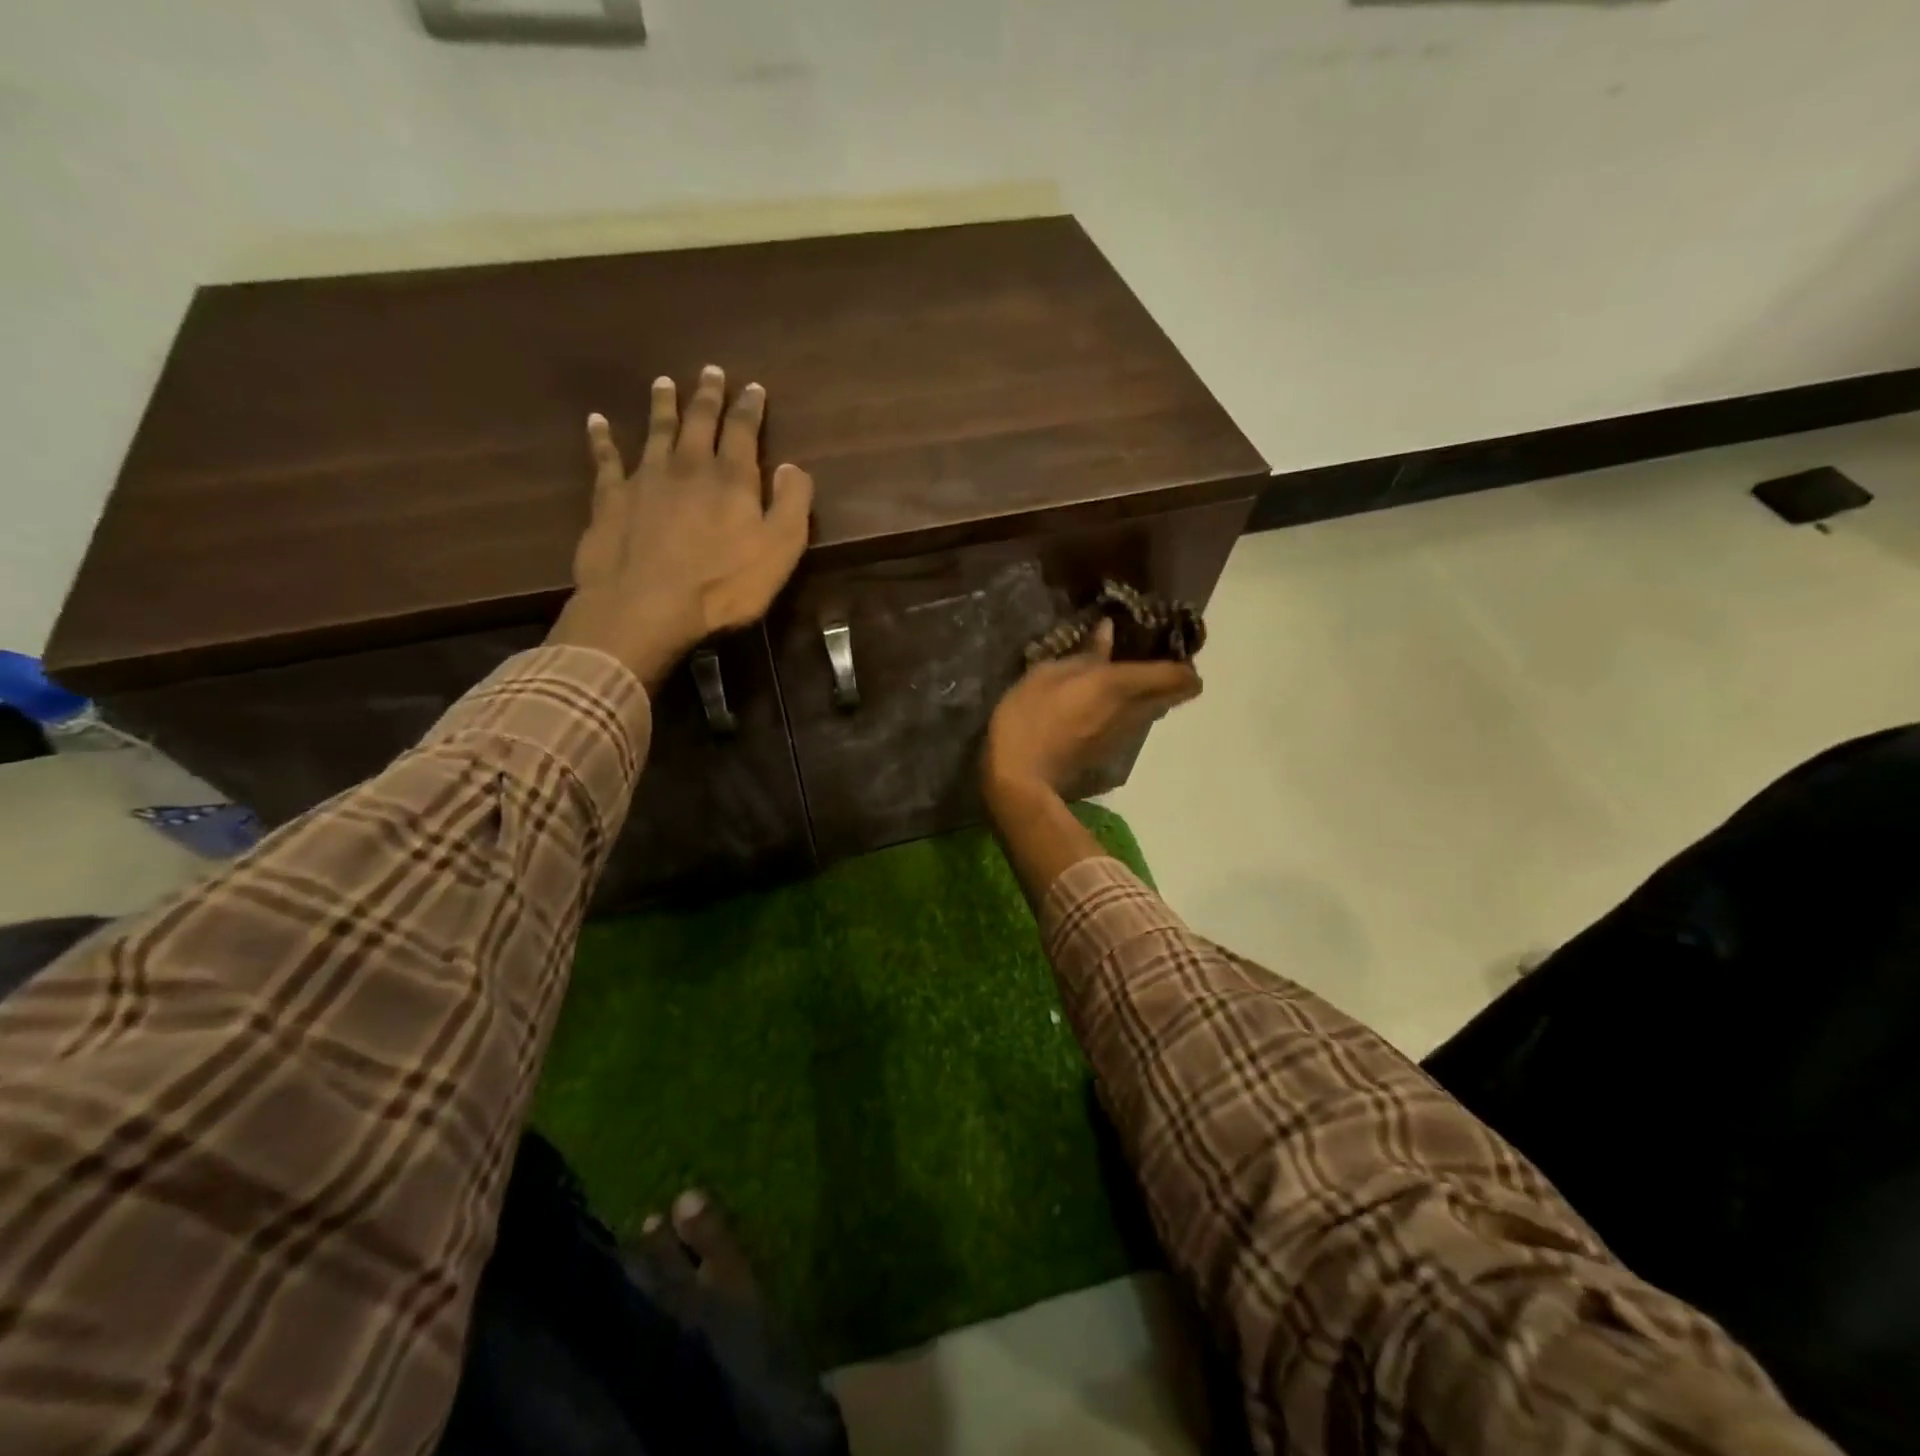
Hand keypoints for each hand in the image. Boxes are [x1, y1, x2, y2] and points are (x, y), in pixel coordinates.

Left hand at [549, 365, 814, 689]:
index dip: (750, 408)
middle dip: (707, 396)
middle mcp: (688, 466)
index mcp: (732, 478)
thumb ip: (792, 505)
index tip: (753, 388)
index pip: (743, 431)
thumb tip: (793, 467)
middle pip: (699, 421)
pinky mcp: (611, 499)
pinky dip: (601, 438)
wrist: (646, 606)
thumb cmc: (723, 585)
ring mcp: (645, 479)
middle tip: (710, 371)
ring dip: (661, 405)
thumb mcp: (780, 550)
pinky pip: (605, 459)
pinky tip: (596, 421)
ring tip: (663, 382)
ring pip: (656, 431)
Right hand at [983, 618, 1202, 802]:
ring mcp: (1125, 735)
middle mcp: (1134, 710)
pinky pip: (1133, 722)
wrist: (1019, 777)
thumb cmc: (1028, 717)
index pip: (1179, 676)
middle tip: (1147, 658)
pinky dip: (1128, 710)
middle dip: (1171, 676)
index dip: (1184, 660)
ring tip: (1120, 678)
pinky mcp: (1111, 750)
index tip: (1167, 645)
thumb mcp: (1046, 674)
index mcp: (1120, 685)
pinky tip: (1100, 703)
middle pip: (1176, 694)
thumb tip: (1108, 631)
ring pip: (1155, 709)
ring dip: (1148, 693)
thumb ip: (1084, 654)